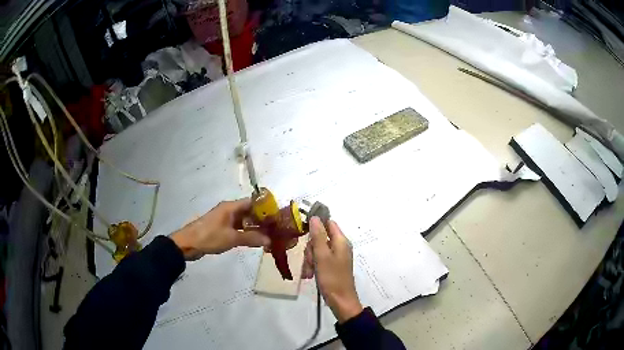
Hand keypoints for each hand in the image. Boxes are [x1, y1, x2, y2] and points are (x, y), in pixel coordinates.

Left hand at [170, 198, 269, 260]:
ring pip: (243, 220)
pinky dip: (246, 232)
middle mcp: (228, 210)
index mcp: (230, 207)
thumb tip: (269, 240)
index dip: (265, 208)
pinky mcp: (221, 228)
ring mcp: (224, 219)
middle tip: (275, 229)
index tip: (277, 217)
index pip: (252, 202)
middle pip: (248, 211)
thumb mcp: (231, 238)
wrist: (188, 244)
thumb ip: (251, 238)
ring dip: (254, 226)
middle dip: (261, 219)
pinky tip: (254, 240)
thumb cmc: (210, 237)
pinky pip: (237, 227)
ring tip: (268, 235)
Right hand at [302, 217, 362, 322]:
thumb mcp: (322, 256)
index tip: (304, 234)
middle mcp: (340, 246)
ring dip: (310, 259)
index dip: (316, 225)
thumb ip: (318, 236)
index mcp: (341, 241)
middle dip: (311, 248)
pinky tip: (310, 274)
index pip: (329, 223)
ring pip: (318, 250)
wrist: (340, 301)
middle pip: (321, 237)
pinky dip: (313, 266)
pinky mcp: (333, 266)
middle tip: (309, 259)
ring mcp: (336, 257)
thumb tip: (315, 217)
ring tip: (308, 271)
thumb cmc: (332, 278)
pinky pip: (320, 260)